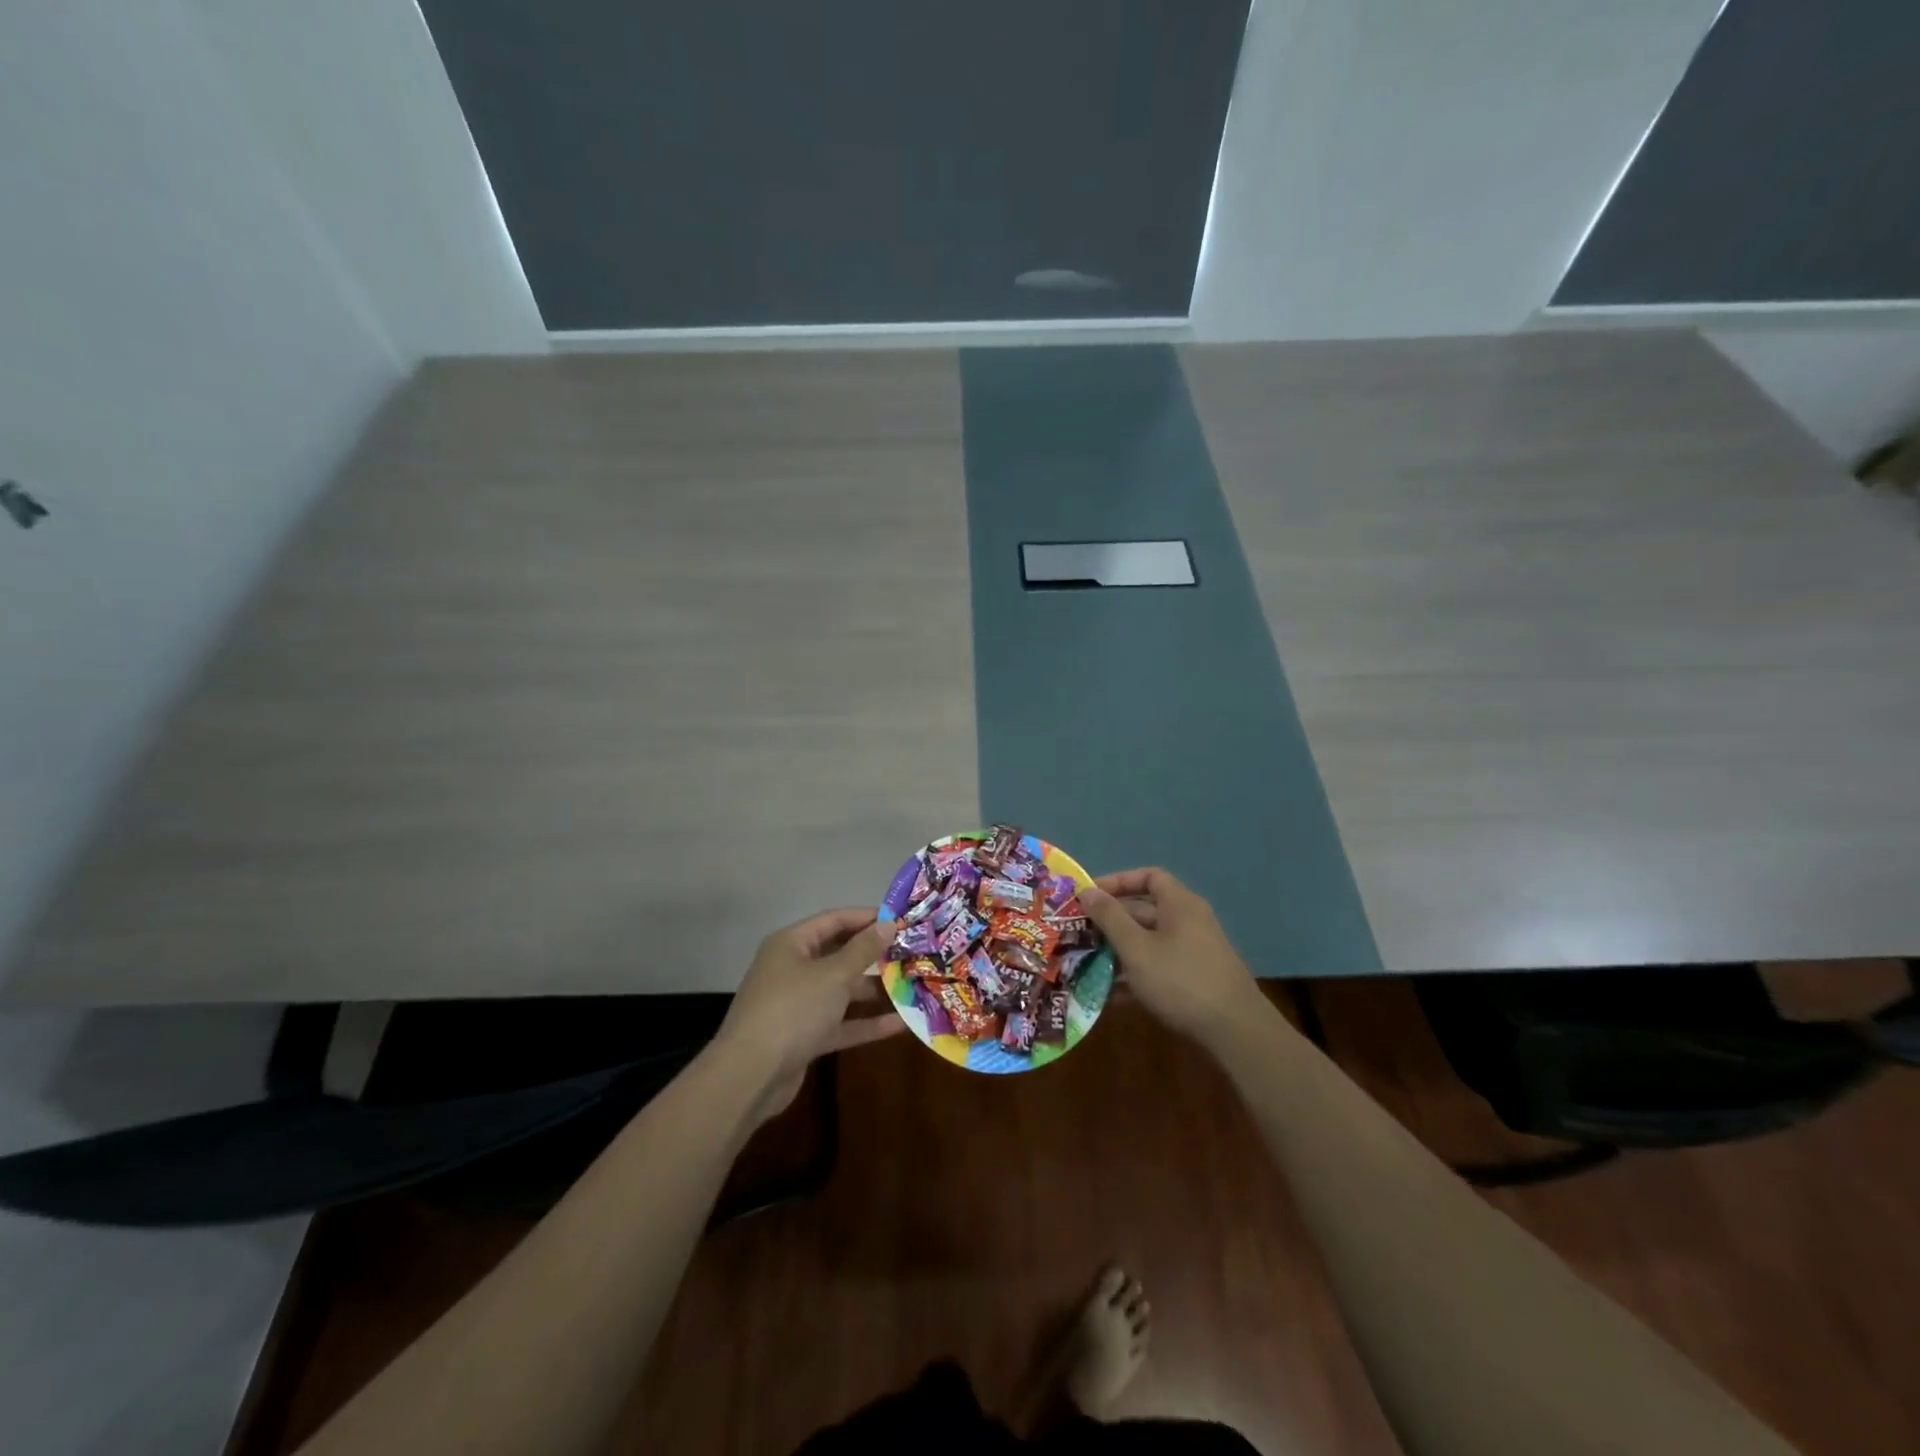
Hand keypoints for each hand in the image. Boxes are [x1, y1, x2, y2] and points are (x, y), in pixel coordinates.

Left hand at [713, 907, 903, 1118]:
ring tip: (912, 985)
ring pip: (841, 990)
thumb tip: (888, 924)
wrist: (750, 1076)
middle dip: (874, 955)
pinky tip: (900, 1024)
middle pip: (839, 954)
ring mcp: (798, 1004)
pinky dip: (865, 1022)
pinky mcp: (805, 1036)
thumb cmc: (792, 1010)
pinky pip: (840, 1022)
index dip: (867, 917)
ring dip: (873, 989)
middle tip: (911, 953)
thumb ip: (863, 950)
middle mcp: (793, 968)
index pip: (834, 920)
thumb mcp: (833, 975)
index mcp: (792, 944)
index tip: (902, 920)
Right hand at [1080, 868, 1263, 1046]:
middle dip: (1110, 922)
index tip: (1090, 896)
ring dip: (1118, 951)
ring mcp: (1193, 952)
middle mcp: (1189, 921)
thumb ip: (1110, 917)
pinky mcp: (1194, 979)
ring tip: (1086, 964)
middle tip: (1078, 933)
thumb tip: (1087, 891)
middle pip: (1144, 910)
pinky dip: (1134, 975)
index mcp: (1179, 904)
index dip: (1118, 882)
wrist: (1235, 1031)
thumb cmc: (1180, 979)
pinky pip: (1158, 966)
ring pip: (1148, 942)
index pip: (1148, 877)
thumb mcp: (1136, 948)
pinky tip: (1109, 995)